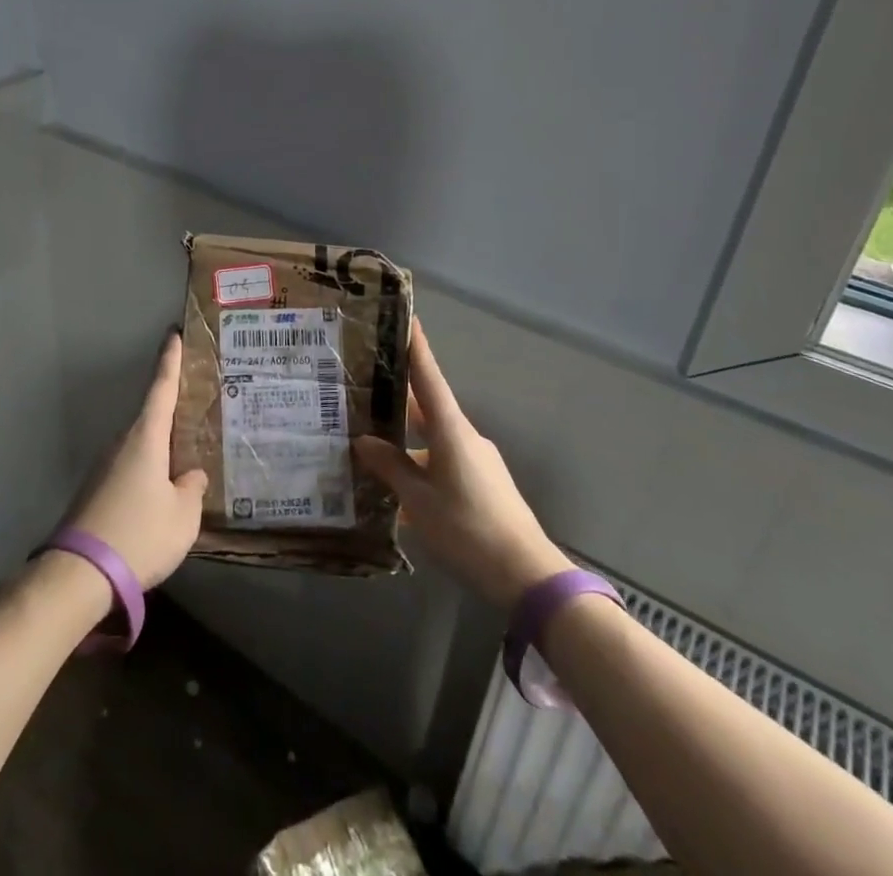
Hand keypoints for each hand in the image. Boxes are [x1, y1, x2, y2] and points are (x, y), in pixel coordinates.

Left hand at [66, 330, 208, 588]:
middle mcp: (122, 443)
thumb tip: (190, 476)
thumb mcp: (182, 516)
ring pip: (140, 446)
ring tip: (185, 458)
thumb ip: (192, 490)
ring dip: (160, 448)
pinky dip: (147, 470)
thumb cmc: (139, 535)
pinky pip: (129, 468)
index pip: (161, 388)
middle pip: (151, 417)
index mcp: (145, 438)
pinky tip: (159, 493)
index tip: (173, 334)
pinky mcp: (95, 490)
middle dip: (172, 411)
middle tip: (197, 408)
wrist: (79, 574)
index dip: (170, 361)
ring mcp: (104, 466)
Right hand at [353, 320, 573, 608]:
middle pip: (428, 408)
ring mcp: (477, 461)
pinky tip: (398, 488)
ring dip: (406, 439)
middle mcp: (466, 438)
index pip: (429, 379)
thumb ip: (391, 468)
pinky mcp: (482, 484)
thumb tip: (364, 441)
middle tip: (367, 386)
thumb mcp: (419, 501)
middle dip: (399, 397)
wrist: (527, 576)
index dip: (417, 348)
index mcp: (452, 432)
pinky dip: (420, 464)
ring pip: (434, 439)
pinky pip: (443, 462)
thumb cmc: (468, 530)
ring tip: (372, 444)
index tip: (407, 318)